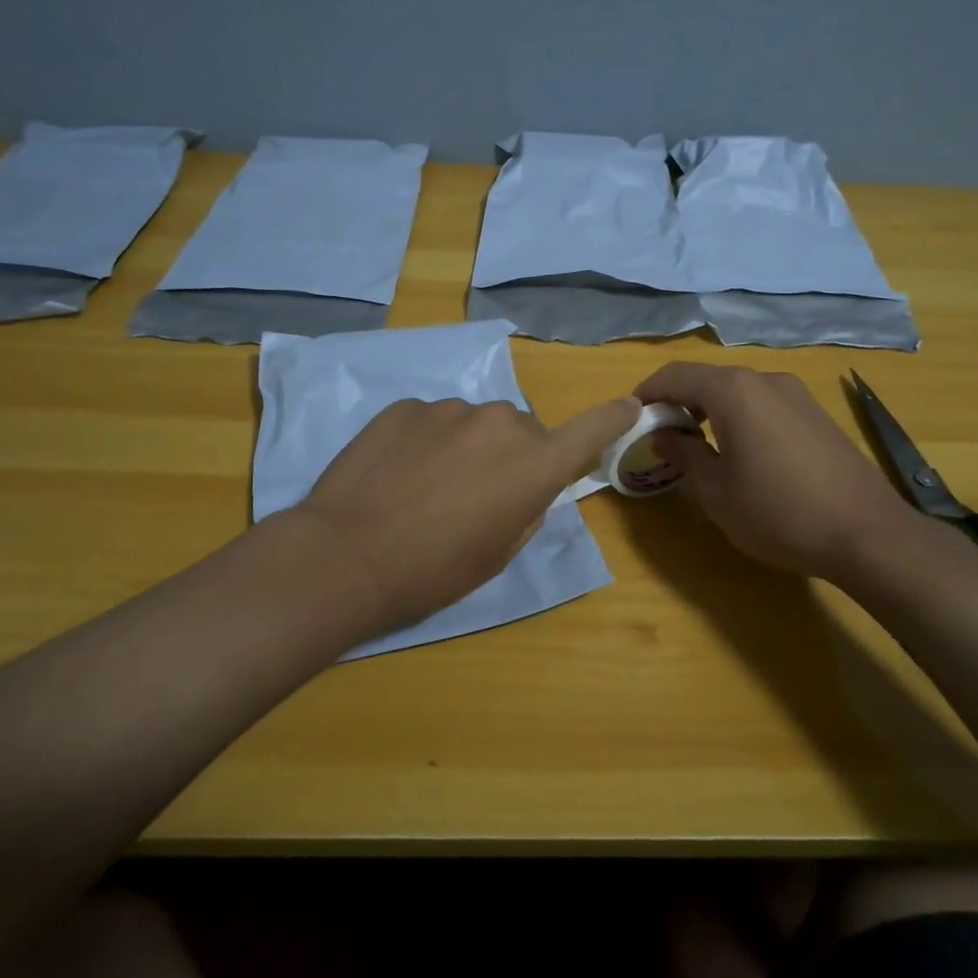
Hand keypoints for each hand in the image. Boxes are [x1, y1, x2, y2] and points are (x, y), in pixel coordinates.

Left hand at [289, 395, 639, 635]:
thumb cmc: (434, 571)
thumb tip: (526, 485)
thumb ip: (526, 508)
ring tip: (425, 487)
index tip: (630, 407)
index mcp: (534, 464)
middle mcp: (501, 423)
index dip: (614, 417)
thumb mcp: (498, 554)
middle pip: (523, 431)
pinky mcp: (406, 406)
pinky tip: (396, 474)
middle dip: (511, 456)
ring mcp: (450, 408)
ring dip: (465, 447)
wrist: (346, 556)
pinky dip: (425, 441)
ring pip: (474, 424)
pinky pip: (432, 420)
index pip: (593, 428)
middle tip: (475, 495)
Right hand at [636, 363, 922, 584]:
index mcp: (734, 391)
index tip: (630, 418)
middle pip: (707, 379)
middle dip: (677, 402)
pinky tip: (741, 452)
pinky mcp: (816, 414)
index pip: (675, 375)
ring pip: (737, 391)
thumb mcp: (716, 491)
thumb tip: (663, 435)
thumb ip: (683, 455)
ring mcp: (796, 394)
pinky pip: (763, 404)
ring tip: (698, 447)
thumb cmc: (778, 512)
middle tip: (661, 437)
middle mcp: (764, 380)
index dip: (647, 392)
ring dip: (709, 410)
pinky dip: (739, 417)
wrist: (867, 533)